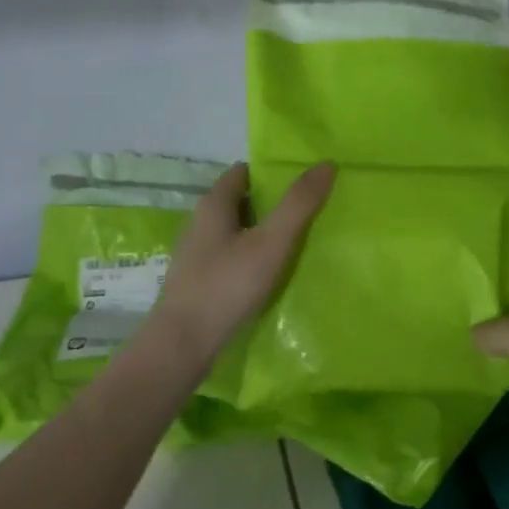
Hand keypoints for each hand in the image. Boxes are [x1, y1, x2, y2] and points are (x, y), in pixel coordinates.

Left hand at [151, 162, 335, 365]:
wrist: (183, 343)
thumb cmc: (227, 285)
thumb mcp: (271, 242)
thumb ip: (298, 204)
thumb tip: (325, 164)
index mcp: (213, 204)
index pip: (243, 172)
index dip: (271, 173)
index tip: (301, 182)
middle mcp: (199, 222)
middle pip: (239, 201)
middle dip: (269, 203)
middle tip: (305, 212)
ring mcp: (195, 252)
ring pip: (233, 230)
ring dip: (259, 231)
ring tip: (293, 243)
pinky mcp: (196, 280)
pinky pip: (228, 256)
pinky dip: (248, 256)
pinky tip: (267, 274)